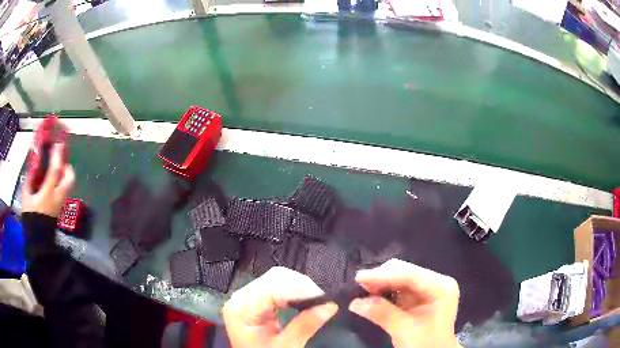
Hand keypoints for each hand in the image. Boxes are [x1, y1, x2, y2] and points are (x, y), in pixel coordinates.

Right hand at [22, 143, 74, 216]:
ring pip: (69, 184)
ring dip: (64, 175)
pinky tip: (52, 182)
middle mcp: (58, 196)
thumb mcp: (26, 195)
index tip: (58, 143)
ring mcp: (61, 203)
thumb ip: (30, 178)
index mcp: (48, 192)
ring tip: (54, 172)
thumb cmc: (30, 216)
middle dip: (67, 166)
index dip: (57, 155)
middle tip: (58, 162)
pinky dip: (61, 183)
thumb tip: (34, 164)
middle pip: (70, 177)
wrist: (38, 240)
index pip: (55, 170)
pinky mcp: (61, 208)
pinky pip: (64, 191)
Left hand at [222, 267, 337, 347]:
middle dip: (301, 286)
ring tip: (316, 301)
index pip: (273, 286)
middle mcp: (241, 298)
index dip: (300, 289)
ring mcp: (247, 298)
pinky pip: (276, 289)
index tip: (324, 299)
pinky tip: (304, 301)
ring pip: (277, 280)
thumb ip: (305, 325)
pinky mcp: (256, 302)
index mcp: (241, 307)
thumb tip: (330, 306)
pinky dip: (293, 293)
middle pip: (274, 278)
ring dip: (299, 288)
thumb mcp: (284, 346)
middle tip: (322, 301)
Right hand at [350, 259, 460, 347]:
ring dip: (380, 283)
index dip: (383, 276)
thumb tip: (355, 302)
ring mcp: (427, 288)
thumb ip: (382, 313)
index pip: (410, 275)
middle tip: (359, 286)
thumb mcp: (405, 330)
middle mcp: (435, 282)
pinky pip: (397, 287)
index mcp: (441, 287)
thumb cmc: (426, 343)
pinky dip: (383, 290)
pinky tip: (371, 296)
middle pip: (405, 271)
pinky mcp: (418, 296)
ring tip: (362, 291)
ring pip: (399, 277)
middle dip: (381, 278)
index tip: (359, 277)